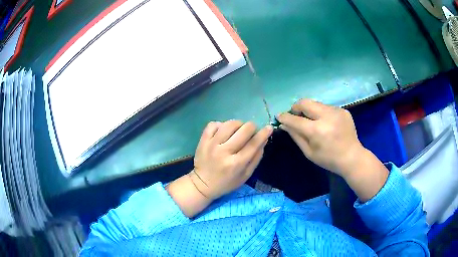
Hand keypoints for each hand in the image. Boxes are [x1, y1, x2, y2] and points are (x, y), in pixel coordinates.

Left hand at [191, 120, 272, 199]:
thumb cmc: (227, 182)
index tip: (269, 128)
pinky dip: (221, 125)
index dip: (264, 133)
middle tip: (251, 132)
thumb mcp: (245, 175)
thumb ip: (256, 158)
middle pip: (244, 130)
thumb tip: (264, 140)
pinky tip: (223, 131)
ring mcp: (211, 144)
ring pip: (229, 124)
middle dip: (252, 127)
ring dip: (238, 124)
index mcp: (236, 163)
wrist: (203, 184)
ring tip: (238, 130)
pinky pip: (213, 124)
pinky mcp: (203, 140)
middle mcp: (224, 152)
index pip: (254, 143)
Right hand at [277, 99, 363, 176]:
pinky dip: (322, 113)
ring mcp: (336, 111)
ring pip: (316, 103)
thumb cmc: (328, 159)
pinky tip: (326, 123)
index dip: (285, 117)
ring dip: (310, 110)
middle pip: (305, 103)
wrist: (352, 157)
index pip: (295, 119)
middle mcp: (326, 117)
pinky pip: (327, 107)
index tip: (279, 116)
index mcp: (317, 131)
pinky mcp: (343, 110)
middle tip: (295, 114)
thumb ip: (296, 136)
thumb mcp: (309, 152)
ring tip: (313, 121)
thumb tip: (284, 124)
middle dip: (296, 107)